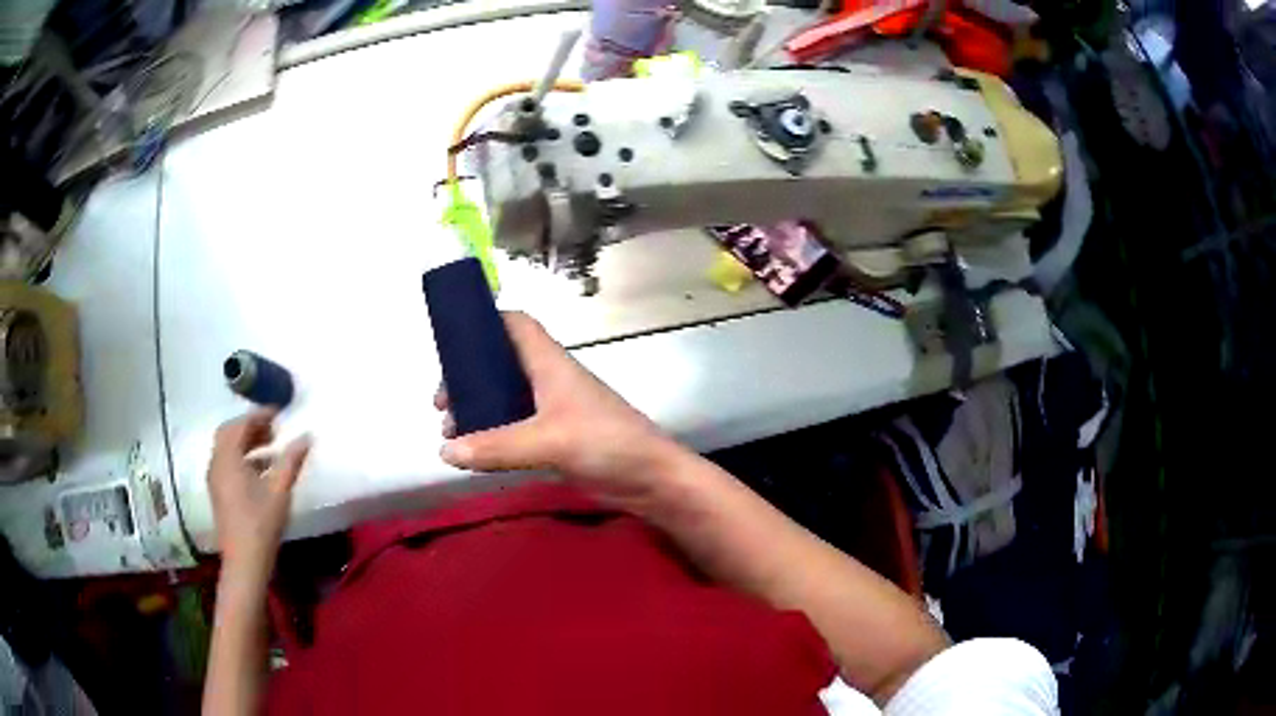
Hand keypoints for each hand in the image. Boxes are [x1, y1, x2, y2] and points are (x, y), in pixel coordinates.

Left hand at [207, 409, 310, 586]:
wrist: (245, 561)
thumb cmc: (261, 523)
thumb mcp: (279, 491)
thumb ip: (291, 461)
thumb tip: (306, 436)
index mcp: (228, 458)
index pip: (240, 424)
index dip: (259, 415)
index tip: (278, 413)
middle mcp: (216, 463)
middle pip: (229, 433)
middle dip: (250, 426)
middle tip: (273, 428)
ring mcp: (215, 478)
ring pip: (227, 448)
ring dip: (246, 442)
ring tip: (270, 447)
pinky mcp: (218, 491)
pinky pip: (227, 462)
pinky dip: (242, 457)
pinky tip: (261, 470)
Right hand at [436, 312, 683, 505]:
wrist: (651, 478)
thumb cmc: (604, 442)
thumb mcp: (547, 441)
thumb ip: (496, 447)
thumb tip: (444, 450)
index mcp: (550, 363)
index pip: (517, 324)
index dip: (486, 323)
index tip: (452, 343)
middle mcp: (549, 380)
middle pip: (501, 363)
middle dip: (468, 378)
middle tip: (443, 405)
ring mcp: (554, 410)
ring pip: (506, 398)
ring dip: (478, 410)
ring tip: (452, 433)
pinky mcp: (557, 438)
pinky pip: (516, 427)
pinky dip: (494, 434)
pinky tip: (478, 453)